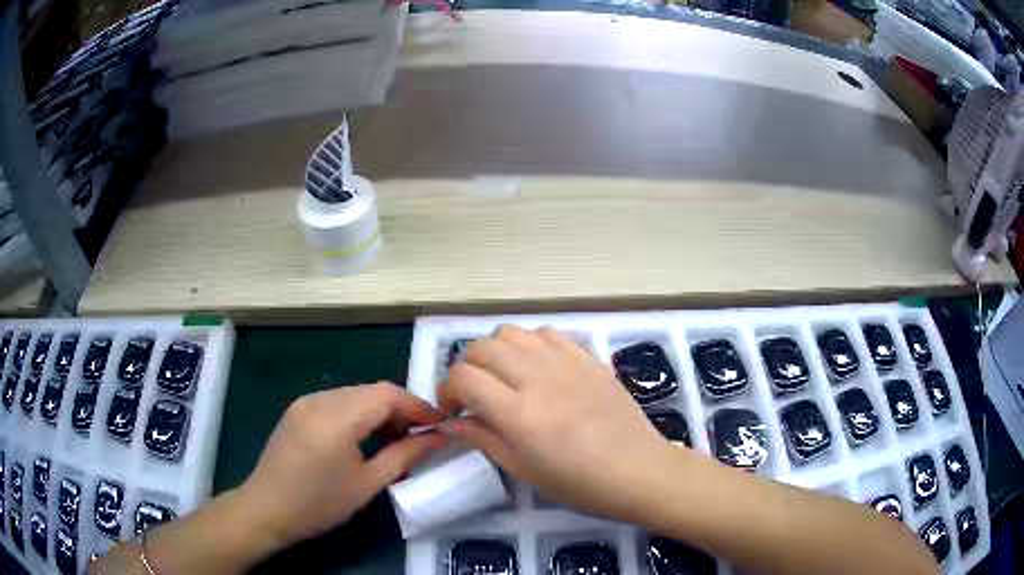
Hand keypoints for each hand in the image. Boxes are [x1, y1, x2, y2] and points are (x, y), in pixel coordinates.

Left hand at [237, 382, 446, 550]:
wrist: (266, 509)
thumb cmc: (319, 504)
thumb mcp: (367, 484)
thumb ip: (405, 455)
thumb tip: (438, 438)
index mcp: (336, 417)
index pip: (387, 394)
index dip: (418, 405)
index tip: (441, 424)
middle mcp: (319, 399)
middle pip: (371, 390)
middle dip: (401, 408)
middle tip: (422, 434)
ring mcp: (305, 401)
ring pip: (354, 394)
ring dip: (380, 409)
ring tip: (397, 437)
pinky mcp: (298, 409)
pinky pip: (337, 401)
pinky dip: (359, 412)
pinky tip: (366, 435)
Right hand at [440, 326, 683, 522]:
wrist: (639, 470)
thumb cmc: (580, 483)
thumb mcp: (525, 471)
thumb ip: (484, 439)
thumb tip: (450, 423)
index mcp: (519, 413)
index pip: (464, 377)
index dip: (447, 390)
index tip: (453, 410)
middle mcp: (538, 377)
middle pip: (482, 347)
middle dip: (466, 367)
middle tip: (473, 394)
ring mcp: (566, 361)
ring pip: (511, 332)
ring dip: (495, 351)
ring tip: (502, 377)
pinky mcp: (588, 357)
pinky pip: (546, 333)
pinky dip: (529, 344)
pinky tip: (536, 367)